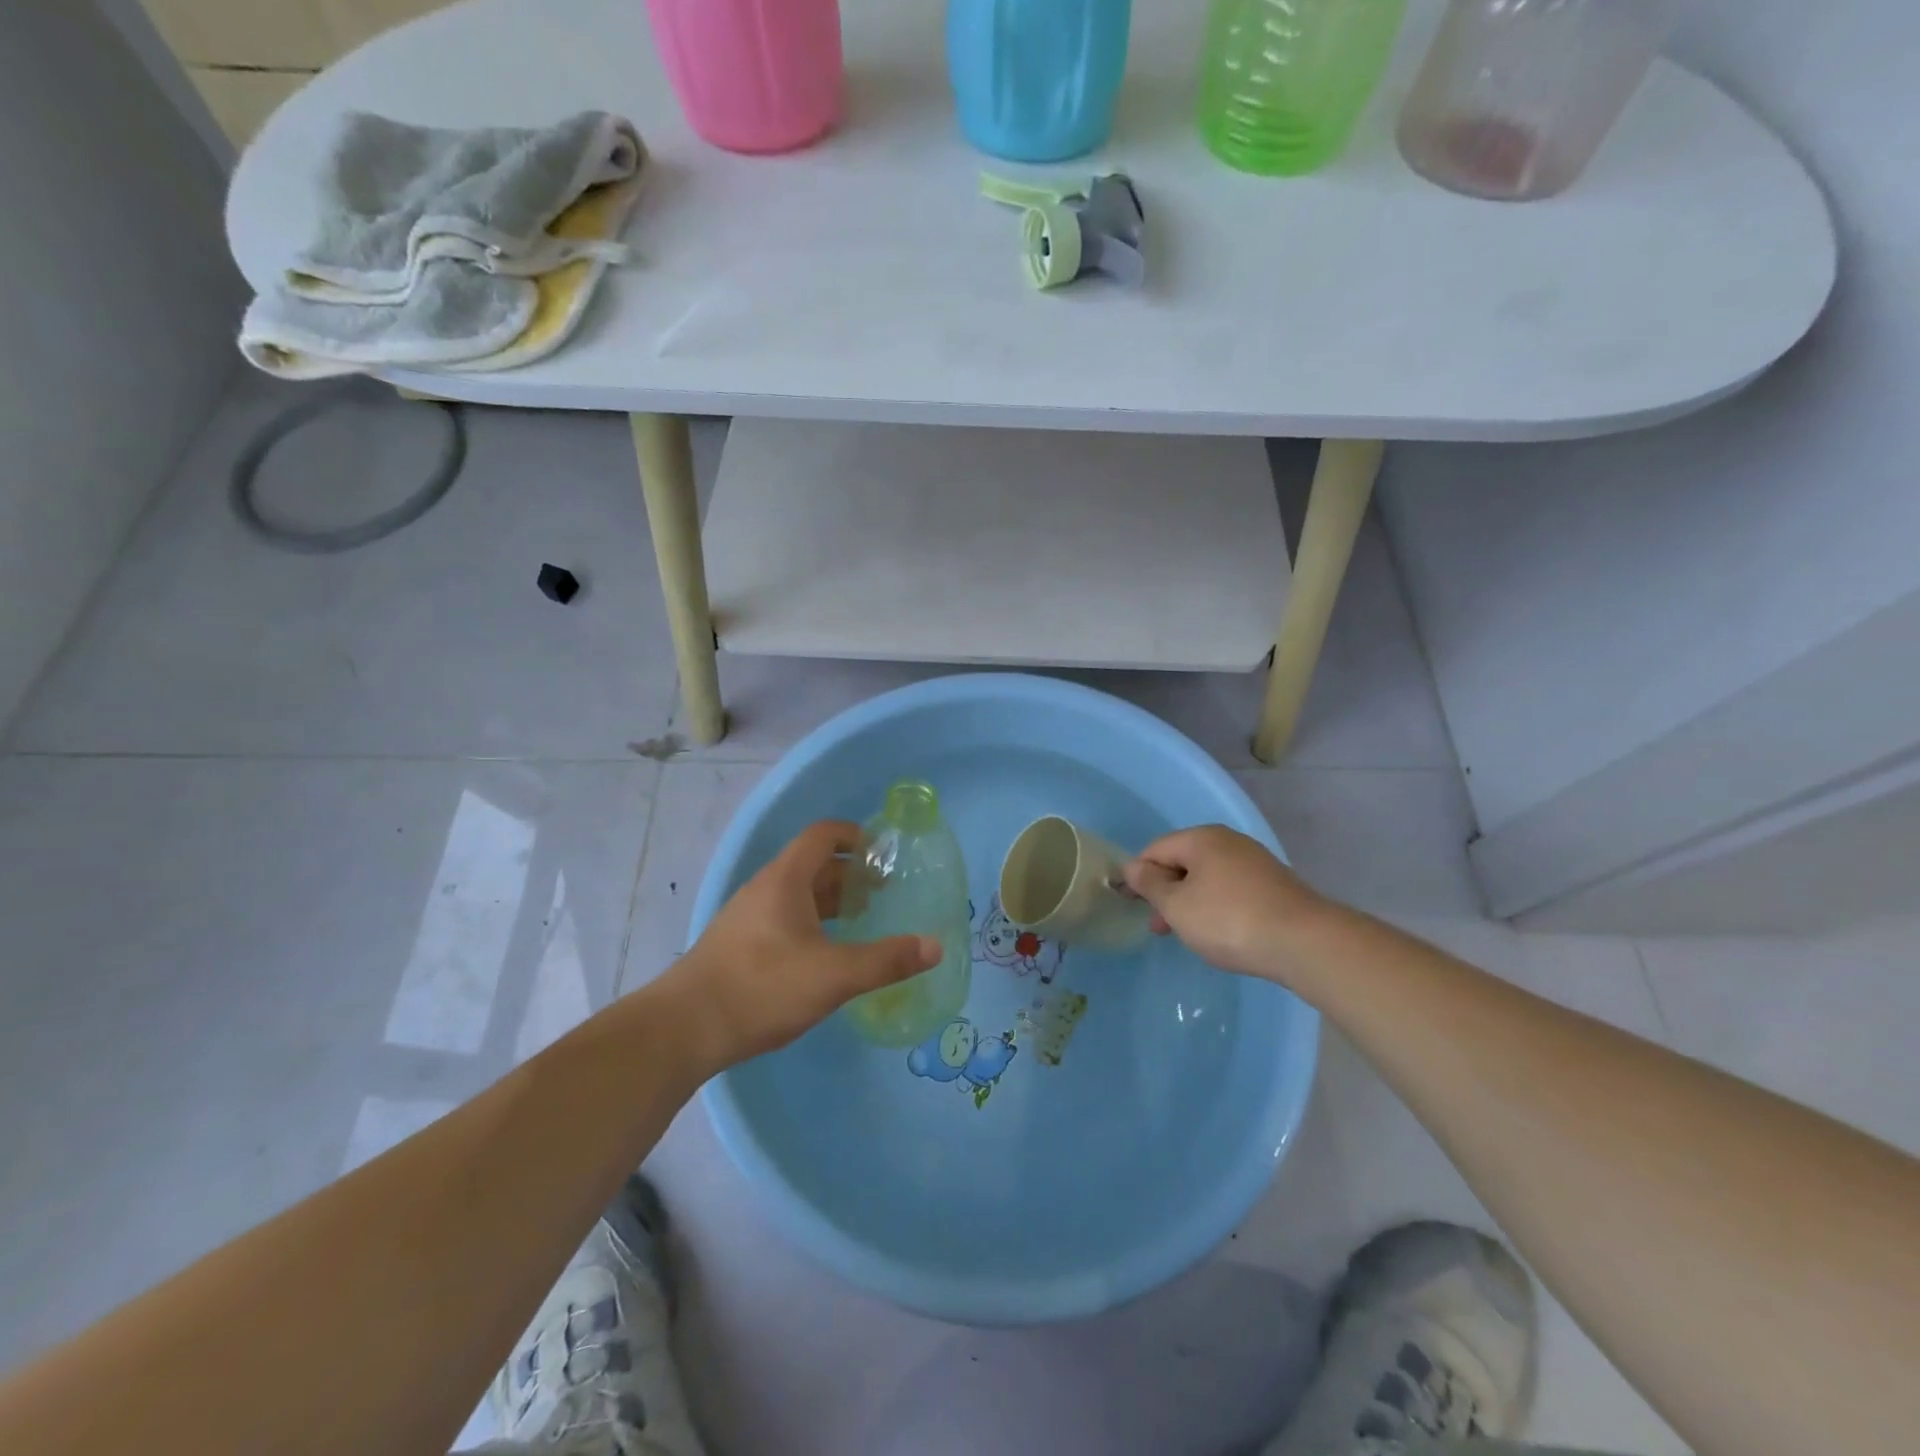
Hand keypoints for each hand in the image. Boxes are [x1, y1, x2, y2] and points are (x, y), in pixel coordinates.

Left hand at [660, 821, 940, 1072]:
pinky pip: (786, 918)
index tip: (886, 855)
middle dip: (852, 873)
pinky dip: (814, 923)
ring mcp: (749, 917)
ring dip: (833, 900)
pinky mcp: (740, 945)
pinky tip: (827, 954)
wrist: (683, 1030)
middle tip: (886, 893)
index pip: (823, 835)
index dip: (857, 836)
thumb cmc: (761, 988)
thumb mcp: (833, 975)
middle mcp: (766, 889)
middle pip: (814, 864)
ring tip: (864, 921)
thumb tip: (935, 946)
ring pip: (799, 894)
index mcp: (786, 879)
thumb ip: (886, 960)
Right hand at [1123, 826, 1325, 980]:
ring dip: (1189, 902)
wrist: (1305, 942)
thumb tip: (1132, 866)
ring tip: (1187, 934)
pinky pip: (1230, 888)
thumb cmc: (1229, 920)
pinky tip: (1219, 931)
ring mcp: (1254, 861)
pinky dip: (1215, 906)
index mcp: (1201, 838)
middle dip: (1165, 892)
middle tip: (1158, 927)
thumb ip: (1150, 884)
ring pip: (1207, 877)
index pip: (1155, 849)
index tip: (1131, 906)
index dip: (1137, 876)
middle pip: (1182, 861)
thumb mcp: (1177, 906)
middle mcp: (1228, 841)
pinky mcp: (1273, 884)